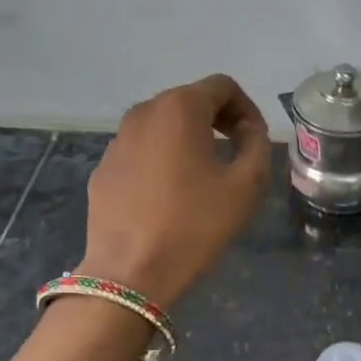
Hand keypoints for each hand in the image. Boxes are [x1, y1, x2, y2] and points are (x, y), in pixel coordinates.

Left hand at [79, 74, 271, 309]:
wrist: (131, 273)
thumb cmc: (196, 224)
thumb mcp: (247, 183)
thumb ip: (257, 143)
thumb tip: (247, 130)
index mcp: (180, 108)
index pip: (223, 86)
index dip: (247, 108)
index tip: (255, 141)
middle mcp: (143, 112)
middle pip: (190, 100)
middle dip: (218, 120)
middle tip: (236, 155)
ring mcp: (117, 140)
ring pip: (163, 126)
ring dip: (189, 139)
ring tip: (204, 176)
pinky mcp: (103, 169)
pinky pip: (141, 151)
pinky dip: (162, 160)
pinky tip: (170, 196)